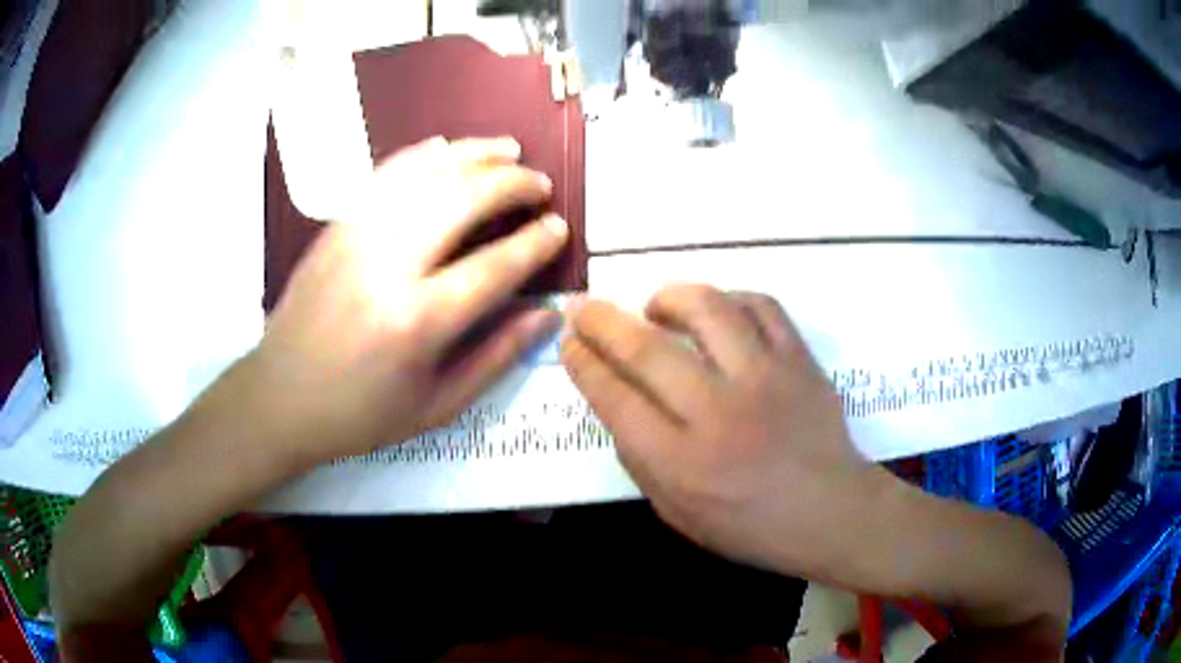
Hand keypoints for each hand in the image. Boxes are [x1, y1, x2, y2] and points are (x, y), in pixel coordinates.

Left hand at [247, 136, 567, 469]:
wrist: (279, 397)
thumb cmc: (360, 414)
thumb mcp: (437, 406)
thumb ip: (497, 357)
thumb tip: (547, 315)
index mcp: (417, 322)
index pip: (495, 266)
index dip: (536, 243)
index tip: (560, 228)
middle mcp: (388, 266)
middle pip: (463, 200)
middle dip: (513, 184)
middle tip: (540, 185)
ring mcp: (357, 236)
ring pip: (426, 174)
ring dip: (474, 155)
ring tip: (509, 150)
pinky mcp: (337, 225)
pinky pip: (386, 174)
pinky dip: (422, 154)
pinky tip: (447, 147)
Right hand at [561, 284, 886, 579]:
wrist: (831, 512)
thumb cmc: (751, 526)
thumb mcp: (678, 515)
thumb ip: (641, 462)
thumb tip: (618, 405)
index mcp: (682, 463)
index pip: (616, 398)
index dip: (584, 364)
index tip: (570, 342)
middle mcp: (719, 413)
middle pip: (647, 349)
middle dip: (602, 321)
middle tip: (584, 307)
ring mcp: (765, 379)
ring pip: (708, 310)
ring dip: (669, 297)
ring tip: (656, 306)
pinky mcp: (799, 360)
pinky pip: (762, 306)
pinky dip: (731, 299)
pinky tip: (717, 311)